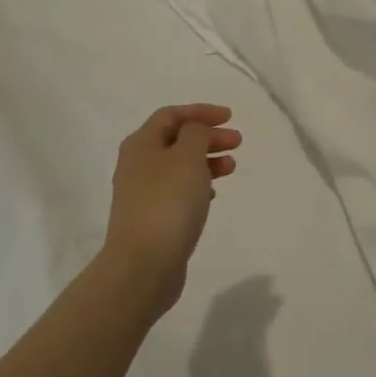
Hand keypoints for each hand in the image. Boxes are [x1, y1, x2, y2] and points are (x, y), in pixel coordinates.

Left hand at [101, 104, 240, 314]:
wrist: (143, 264)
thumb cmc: (168, 202)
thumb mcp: (188, 157)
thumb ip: (196, 134)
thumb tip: (195, 132)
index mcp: (141, 144)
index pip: (171, 115)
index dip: (201, 112)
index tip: (230, 117)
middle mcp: (137, 165)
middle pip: (176, 140)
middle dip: (208, 137)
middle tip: (237, 143)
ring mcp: (143, 193)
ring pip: (179, 166)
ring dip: (206, 161)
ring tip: (231, 168)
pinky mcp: (152, 218)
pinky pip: (177, 191)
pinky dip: (198, 185)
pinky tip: (213, 194)